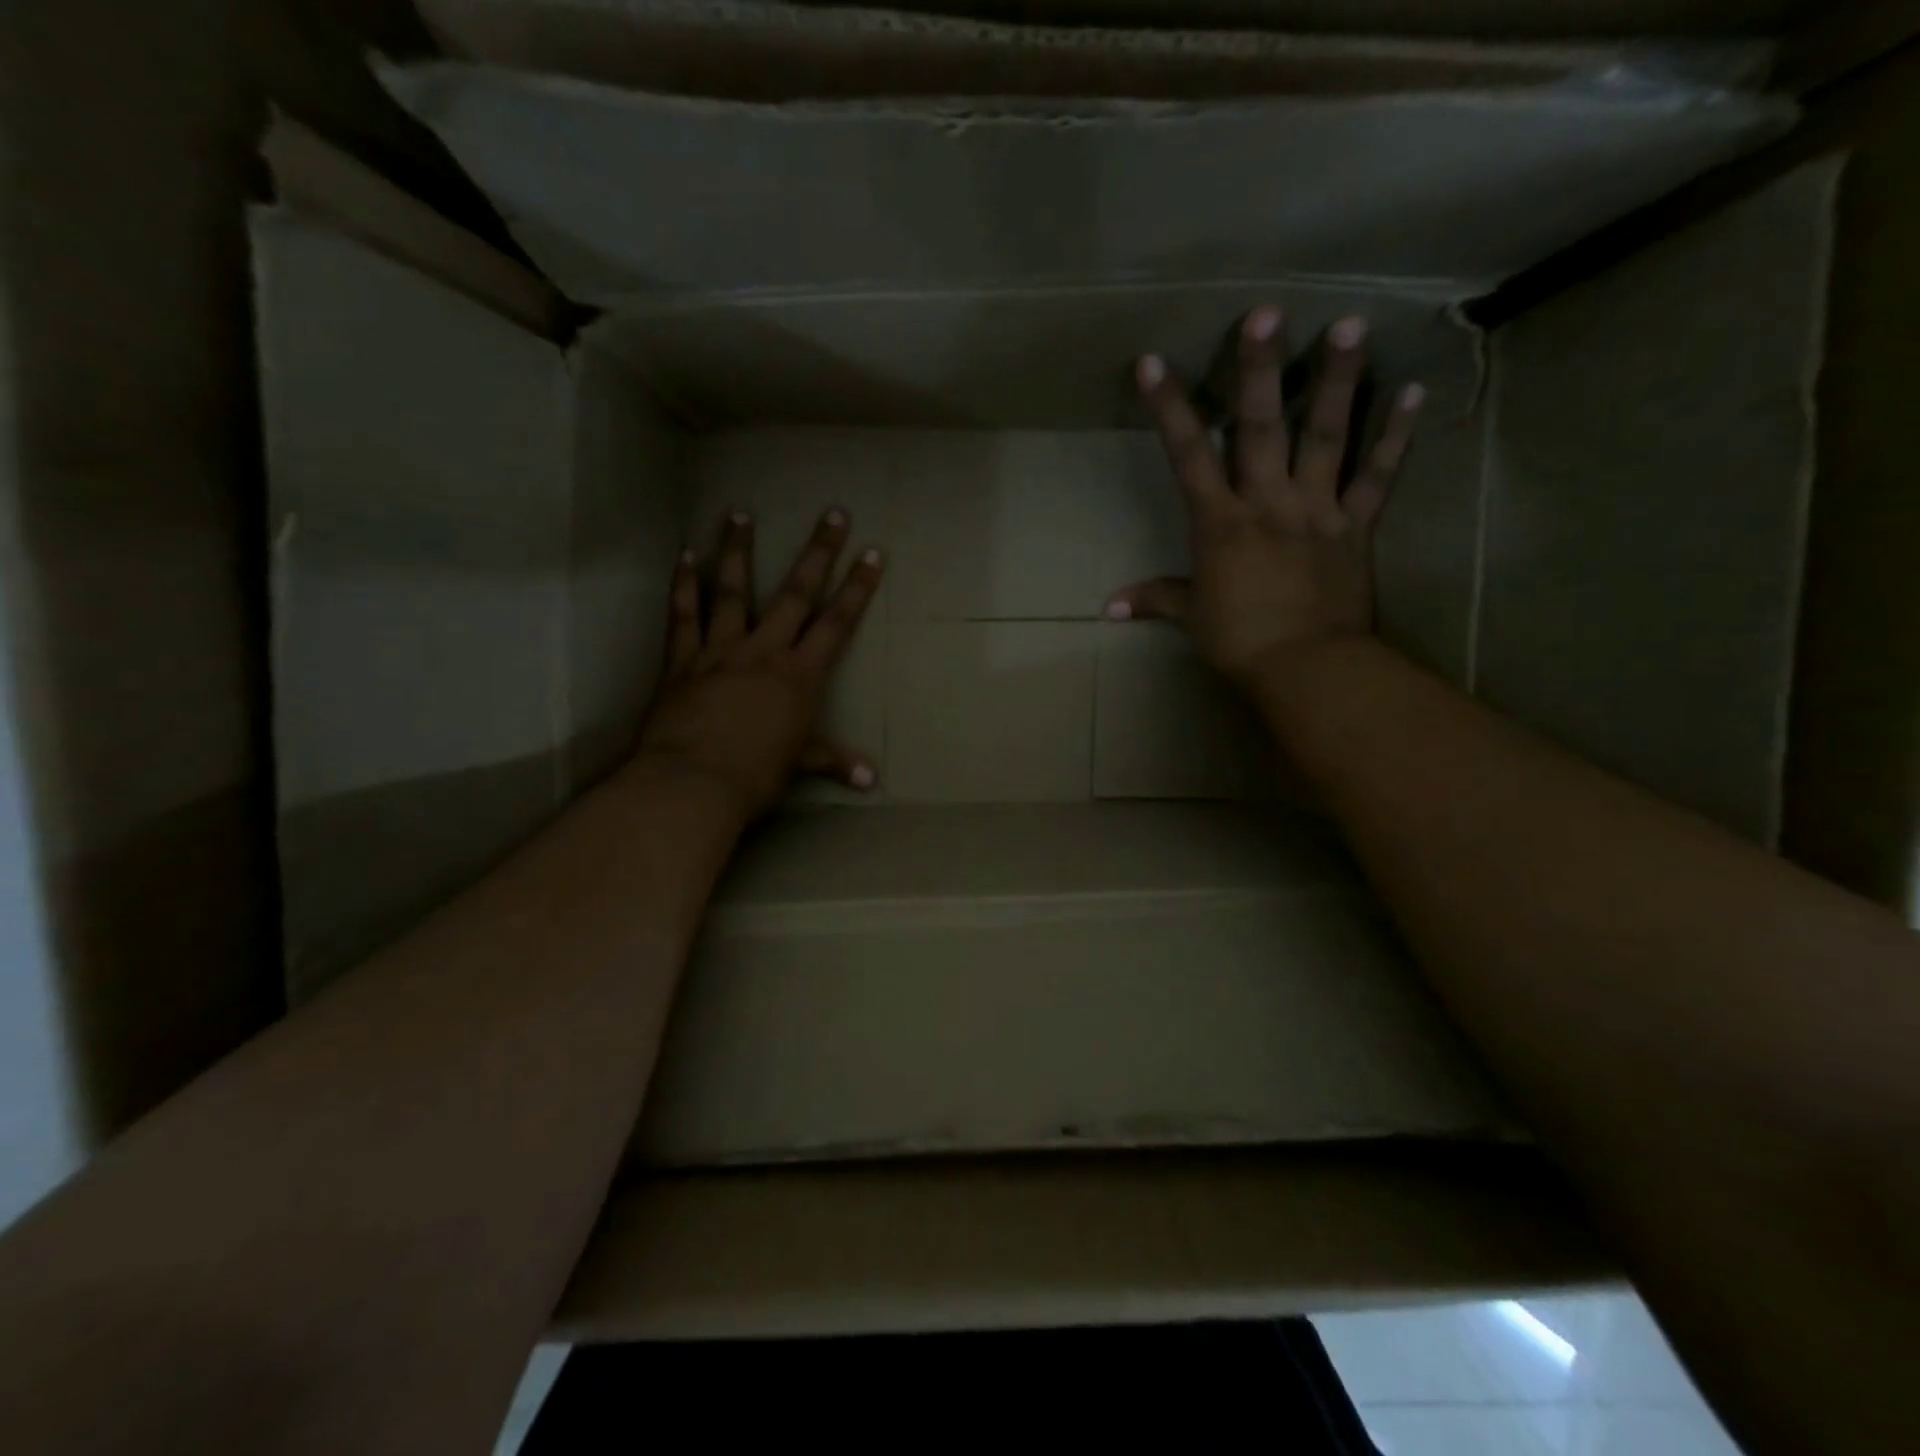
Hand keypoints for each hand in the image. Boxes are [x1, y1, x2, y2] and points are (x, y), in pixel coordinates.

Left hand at [633, 508, 883, 822]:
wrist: (691, 783)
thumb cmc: (754, 776)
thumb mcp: (799, 766)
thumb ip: (833, 761)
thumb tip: (871, 781)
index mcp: (798, 676)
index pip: (836, 624)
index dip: (856, 589)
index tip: (871, 554)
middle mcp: (763, 652)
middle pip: (795, 594)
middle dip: (818, 553)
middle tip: (832, 514)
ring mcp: (719, 651)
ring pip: (732, 591)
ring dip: (738, 551)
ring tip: (740, 513)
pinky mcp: (682, 660)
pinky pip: (683, 615)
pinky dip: (683, 585)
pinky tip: (684, 555)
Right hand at [1105, 307, 1423, 690]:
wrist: (1305, 668)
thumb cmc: (1239, 642)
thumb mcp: (1191, 617)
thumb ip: (1154, 599)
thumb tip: (1107, 608)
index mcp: (1221, 523)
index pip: (1188, 456)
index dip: (1170, 408)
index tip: (1154, 362)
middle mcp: (1268, 503)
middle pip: (1261, 428)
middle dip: (1258, 370)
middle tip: (1266, 311)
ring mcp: (1317, 510)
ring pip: (1326, 436)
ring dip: (1336, 381)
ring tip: (1349, 325)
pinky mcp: (1356, 526)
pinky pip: (1377, 476)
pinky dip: (1394, 435)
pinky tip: (1410, 390)